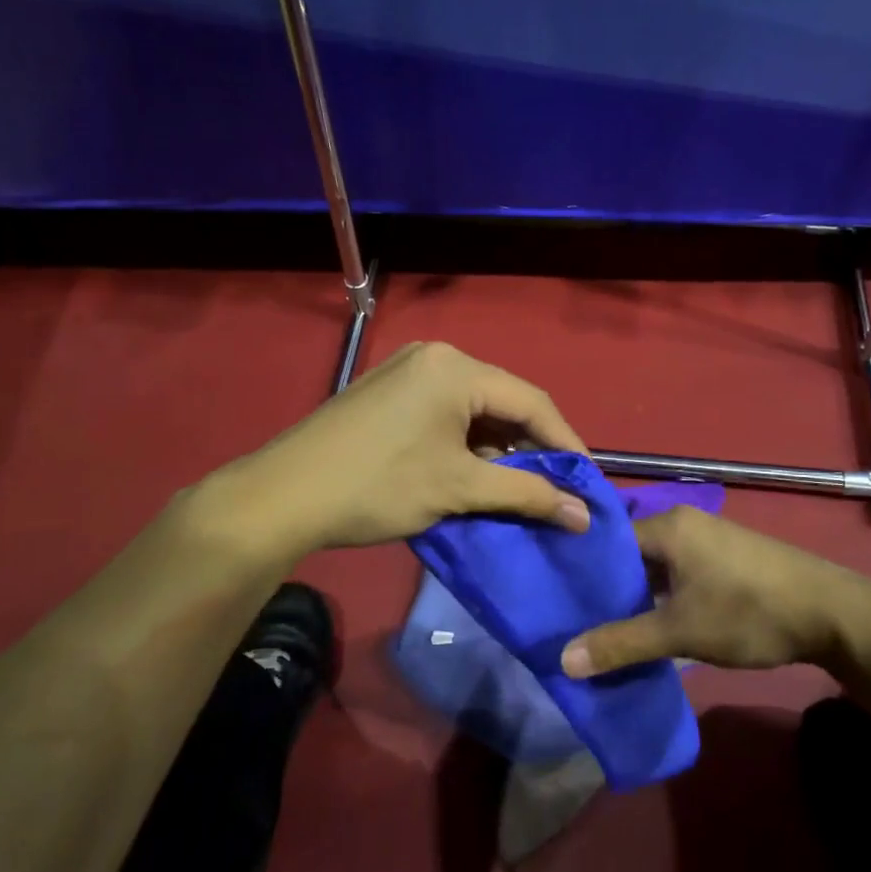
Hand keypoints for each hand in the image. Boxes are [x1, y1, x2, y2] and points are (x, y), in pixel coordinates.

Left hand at [206, 341, 591, 551]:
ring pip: (474, 409)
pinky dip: (467, 442)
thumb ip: (526, 495)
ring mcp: (407, 370)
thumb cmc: (379, 486)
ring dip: (499, 447)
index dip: (565, 444)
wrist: (283, 496)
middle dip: (531, 447)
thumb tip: (584, 515)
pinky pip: (446, 412)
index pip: (532, 401)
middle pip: (503, 402)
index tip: (587, 482)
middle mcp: (436, 356)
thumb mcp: (459, 489)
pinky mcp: (388, 391)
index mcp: (456, 368)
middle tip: (555, 488)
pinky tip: (474, 472)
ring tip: (517, 487)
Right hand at [559, 507, 870, 676]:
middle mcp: (685, 523)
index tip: (555, 598)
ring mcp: (708, 540)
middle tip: (573, 618)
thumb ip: (622, 643)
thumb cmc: (749, 612)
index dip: (581, 569)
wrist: (833, 614)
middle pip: (630, 553)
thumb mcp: (681, 632)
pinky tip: (650, 624)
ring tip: (604, 626)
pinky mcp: (725, 560)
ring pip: (655, 566)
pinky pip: (678, 572)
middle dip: (606, 586)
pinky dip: (661, 596)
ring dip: (636, 595)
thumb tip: (563, 660)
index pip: (607, 540)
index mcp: (668, 525)